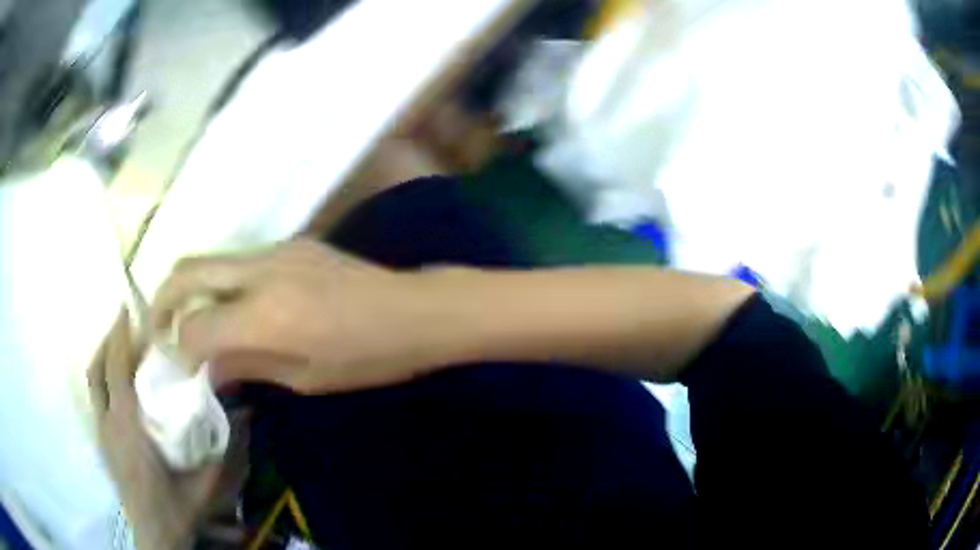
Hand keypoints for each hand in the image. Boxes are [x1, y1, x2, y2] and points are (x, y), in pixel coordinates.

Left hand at [88, 310, 222, 549]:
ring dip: (103, 359)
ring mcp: (101, 434)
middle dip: (108, 342)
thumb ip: (225, 451)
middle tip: (125, 325)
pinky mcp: (102, 444)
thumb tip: (247, 414)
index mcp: (127, 428)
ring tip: (120, 349)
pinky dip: (103, 382)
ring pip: (93, 384)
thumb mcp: (205, 484)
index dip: (118, 336)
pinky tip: (120, 388)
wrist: (155, 537)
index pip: (115, 369)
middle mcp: (108, 424)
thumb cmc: (176, 510)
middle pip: (97, 370)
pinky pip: (96, 400)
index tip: (126, 308)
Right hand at [151, 240, 447, 394]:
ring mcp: (276, 248)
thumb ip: (247, 365)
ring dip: (189, 288)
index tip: (178, 365)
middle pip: (187, 271)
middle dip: (163, 300)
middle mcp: (261, 271)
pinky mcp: (291, 243)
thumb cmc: (367, 357)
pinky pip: (238, 260)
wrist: (414, 311)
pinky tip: (226, 307)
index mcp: (265, 314)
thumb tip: (206, 367)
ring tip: (185, 320)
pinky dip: (218, 282)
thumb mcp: (305, 377)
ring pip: (210, 259)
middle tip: (158, 329)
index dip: (179, 348)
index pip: (195, 325)